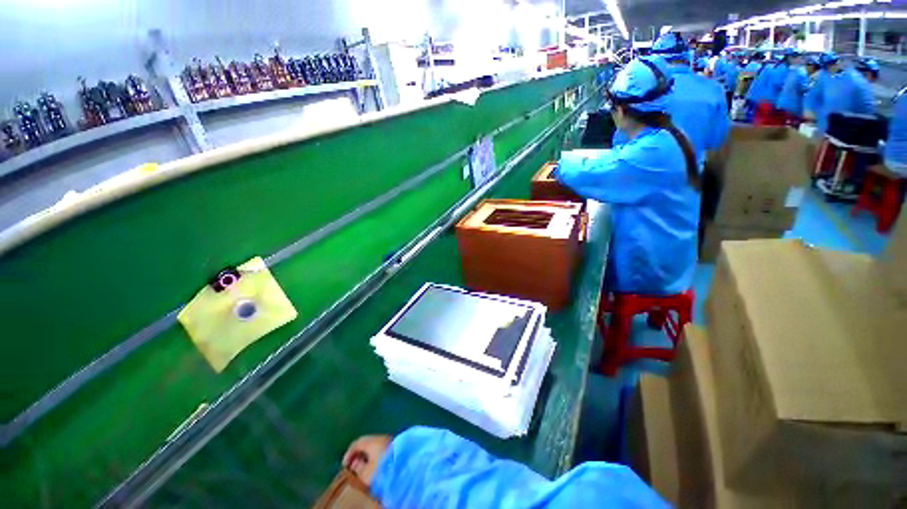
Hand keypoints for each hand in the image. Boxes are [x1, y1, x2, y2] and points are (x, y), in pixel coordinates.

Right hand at [342, 435, 391, 485]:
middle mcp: (381, 437)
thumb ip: (358, 468)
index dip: (349, 453)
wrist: (405, 466)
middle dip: (359, 454)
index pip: (357, 443)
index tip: (344, 465)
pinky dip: (375, 456)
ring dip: (368, 456)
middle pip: (367, 443)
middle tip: (353, 466)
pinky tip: (374, 466)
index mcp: (372, 441)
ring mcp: (390, 441)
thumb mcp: (366, 473)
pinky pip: (382, 449)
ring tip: (363, 468)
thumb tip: (355, 464)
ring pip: (375, 446)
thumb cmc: (383, 469)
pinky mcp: (396, 447)